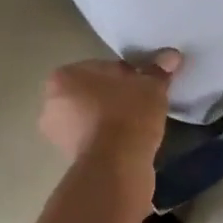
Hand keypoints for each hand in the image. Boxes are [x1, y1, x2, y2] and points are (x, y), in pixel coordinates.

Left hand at [39, 51, 181, 162]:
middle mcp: (51, 103)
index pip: (102, 68)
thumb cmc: (127, 114)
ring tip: (138, 125)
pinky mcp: (68, 158)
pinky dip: (109, 139)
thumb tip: (171, 56)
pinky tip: (129, 142)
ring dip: (111, 119)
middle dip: (115, 97)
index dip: (128, 75)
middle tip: (142, 104)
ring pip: (92, 117)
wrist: (116, 166)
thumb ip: (158, 69)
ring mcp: (57, 134)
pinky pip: (94, 139)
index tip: (144, 86)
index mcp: (63, 77)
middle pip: (93, 93)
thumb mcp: (150, 86)